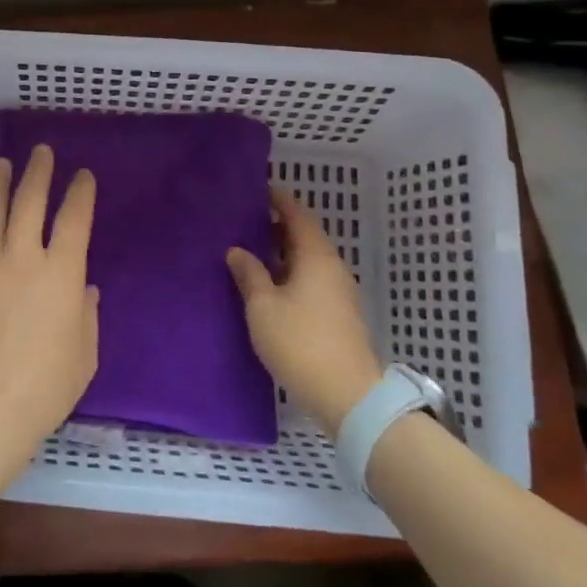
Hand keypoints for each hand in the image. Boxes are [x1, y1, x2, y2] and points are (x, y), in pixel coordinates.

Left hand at [0, 144, 99, 481]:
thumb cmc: (44, 387)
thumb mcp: (84, 354)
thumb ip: (86, 315)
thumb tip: (83, 289)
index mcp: (61, 272)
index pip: (74, 218)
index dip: (80, 192)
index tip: (83, 176)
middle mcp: (22, 256)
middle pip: (30, 200)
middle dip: (38, 172)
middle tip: (41, 152)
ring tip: (2, 164)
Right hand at [227, 187, 381, 438]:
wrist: (348, 396)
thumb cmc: (300, 343)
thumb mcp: (263, 307)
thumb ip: (249, 274)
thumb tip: (237, 250)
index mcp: (316, 257)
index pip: (298, 215)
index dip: (279, 200)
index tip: (258, 189)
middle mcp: (332, 268)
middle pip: (304, 237)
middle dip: (277, 226)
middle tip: (245, 220)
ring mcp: (339, 293)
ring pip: (308, 261)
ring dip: (282, 253)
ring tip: (251, 251)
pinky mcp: (338, 316)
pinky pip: (311, 280)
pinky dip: (290, 273)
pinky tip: (269, 286)